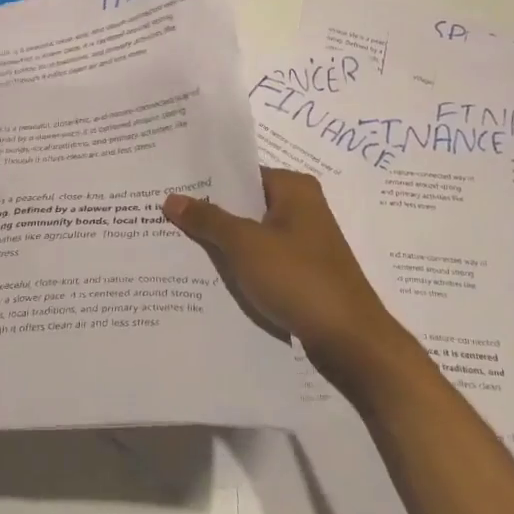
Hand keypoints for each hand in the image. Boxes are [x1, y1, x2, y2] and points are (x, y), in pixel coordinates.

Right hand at [163, 169, 397, 360]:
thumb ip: (208, 219)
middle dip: (210, 212)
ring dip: (223, 240)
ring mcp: (304, 243)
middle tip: (163, 214)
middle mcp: (302, 208)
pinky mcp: (303, 273)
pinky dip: (240, 263)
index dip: (206, 180)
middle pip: (245, 203)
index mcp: (295, 188)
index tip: (170, 185)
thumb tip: (171, 199)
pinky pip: (262, 259)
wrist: (350, 341)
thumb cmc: (299, 279)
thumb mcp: (245, 244)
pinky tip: (209, 272)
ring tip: (177, 242)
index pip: (241, 173)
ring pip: (252, 233)